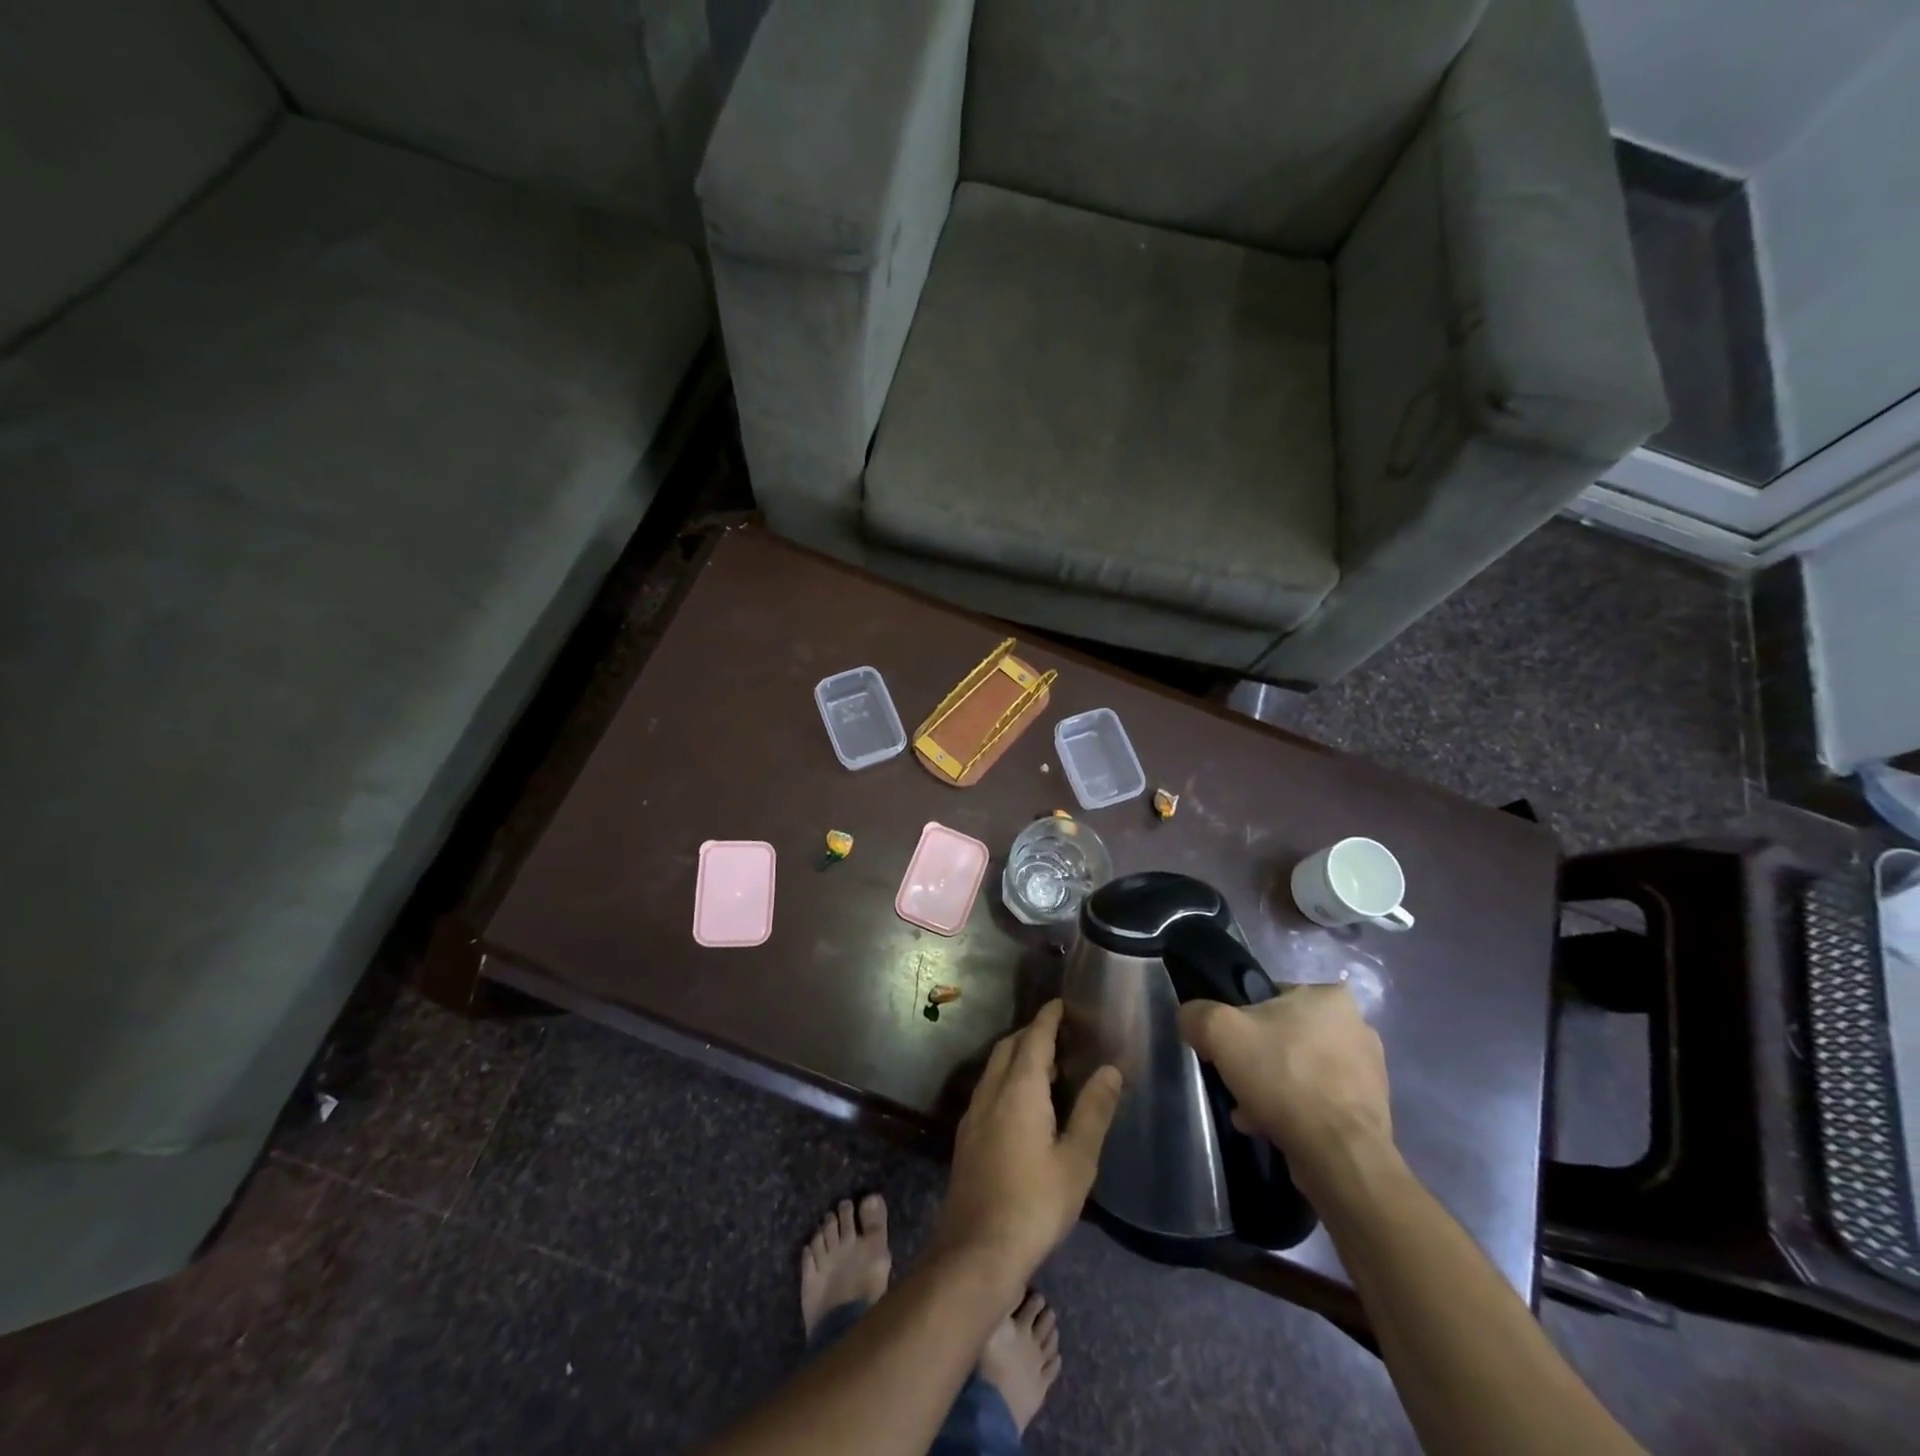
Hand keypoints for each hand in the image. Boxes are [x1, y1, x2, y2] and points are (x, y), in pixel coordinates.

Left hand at [933, 1000, 1122, 1280]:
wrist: (976, 1249)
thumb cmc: (1034, 1203)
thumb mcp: (1077, 1160)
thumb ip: (1094, 1111)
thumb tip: (1110, 1069)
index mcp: (1020, 1088)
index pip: (1034, 1037)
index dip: (1048, 1018)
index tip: (1062, 1004)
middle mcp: (992, 1091)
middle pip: (1010, 1047)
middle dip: (1032, 1034)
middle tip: (1061, 1036)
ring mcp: (975, 1113)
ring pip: (996, 1068)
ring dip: (1018, 1057)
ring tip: (1049, 1068)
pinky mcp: (967, 1136)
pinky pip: (989, 1089)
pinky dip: (1008, 1079)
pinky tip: (1024, 1105)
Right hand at [1178, 985, 1392, 1199]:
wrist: (1339, 1155)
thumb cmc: (1283, 1077)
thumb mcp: (1219, 1031)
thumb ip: (1197, 1014)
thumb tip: (1193, 1020)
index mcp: (1330, 997)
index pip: (1270, 997)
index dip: (1241, 1020)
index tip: (1228, 1047)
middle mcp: (1358, 1027)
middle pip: (1284, 1036)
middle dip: (1258, 1060)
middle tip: (1238, 1081)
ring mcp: (1369, 1072)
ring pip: (1301, 1071)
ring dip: (1274, 1089)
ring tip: (1251, 1113)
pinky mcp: (1371, 1112)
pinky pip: (1319, 1102)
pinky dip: (1296, 1112)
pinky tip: (1273, 1129)